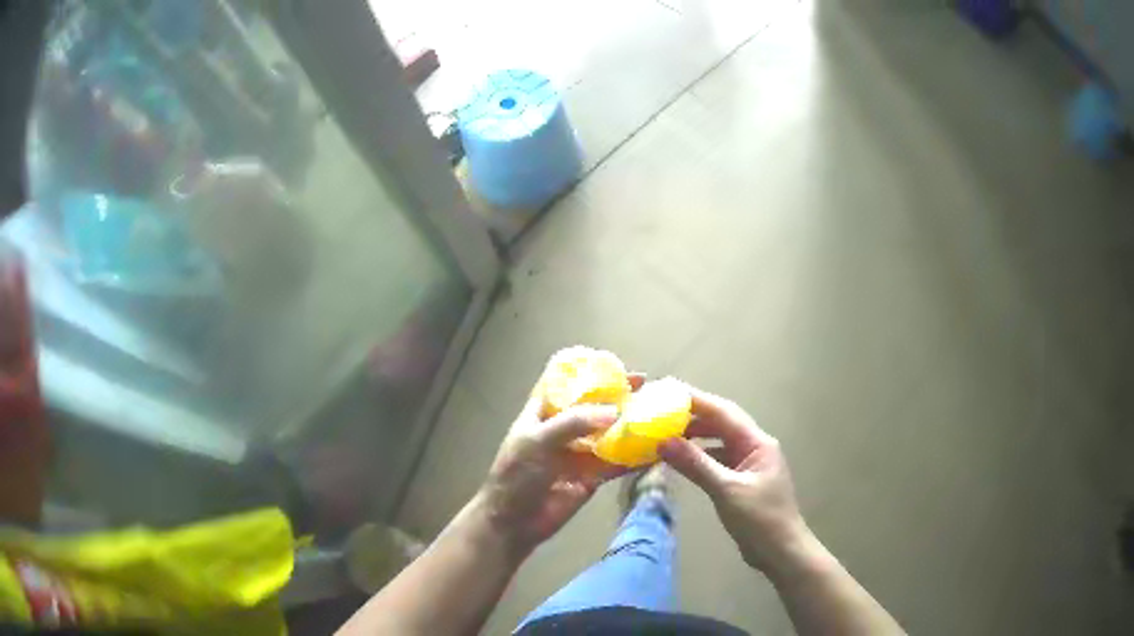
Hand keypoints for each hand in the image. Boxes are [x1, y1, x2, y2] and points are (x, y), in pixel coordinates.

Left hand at [478, 378, 641, 551]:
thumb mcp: (538, 441)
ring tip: (658, 414)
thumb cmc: (516, 475)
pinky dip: (635, 457)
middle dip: (618, 398)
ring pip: (609, 434)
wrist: (514, 522)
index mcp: (543, 413)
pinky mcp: (593, 476)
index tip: (617, 366)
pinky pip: (617, 462)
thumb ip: (573, 423)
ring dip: (630, 425)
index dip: (589, 373)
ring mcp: (579, 453)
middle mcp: (564, 428)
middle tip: (648, 388)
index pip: (566, 384)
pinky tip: (656, 449)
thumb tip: (614, 412)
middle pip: (595, 407)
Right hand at [659, 384, 809, 575]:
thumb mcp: (727, 491)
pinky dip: (699, 458)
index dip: (696, 400)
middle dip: (692, 417)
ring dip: (694, 438)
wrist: (781, 552)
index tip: (667, 391)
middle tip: (659, 414)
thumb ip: (696, 465)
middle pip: (721, 423)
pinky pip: (717, 460)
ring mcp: (748, 464)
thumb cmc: (760, 519)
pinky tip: (681, 462)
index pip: (723, 412)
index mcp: (757, 443)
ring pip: (718, 442)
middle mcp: (754, 447)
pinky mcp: (741, 481)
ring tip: (664, 436)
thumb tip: (663, 442)